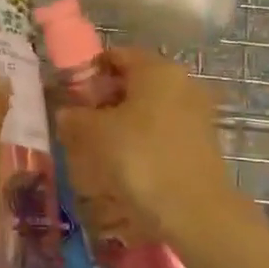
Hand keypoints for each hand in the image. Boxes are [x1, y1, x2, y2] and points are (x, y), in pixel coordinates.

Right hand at [56, 48, 230, 250]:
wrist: (194, 211)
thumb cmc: (140, 158)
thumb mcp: (95, 134)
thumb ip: (75, 117)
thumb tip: (66, 112)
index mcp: (156, 68)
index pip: (116, 56)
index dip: (89, 73)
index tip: (70, 98)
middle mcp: (181, 82)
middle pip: (134, 81)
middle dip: (105, 99)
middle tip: (81, 125)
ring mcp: (196, 112)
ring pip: (148, 107)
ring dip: (123, 122)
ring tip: (99, 149)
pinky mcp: (202, 141)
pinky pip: (162, 130)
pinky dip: (142, 139)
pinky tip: (126, 164)